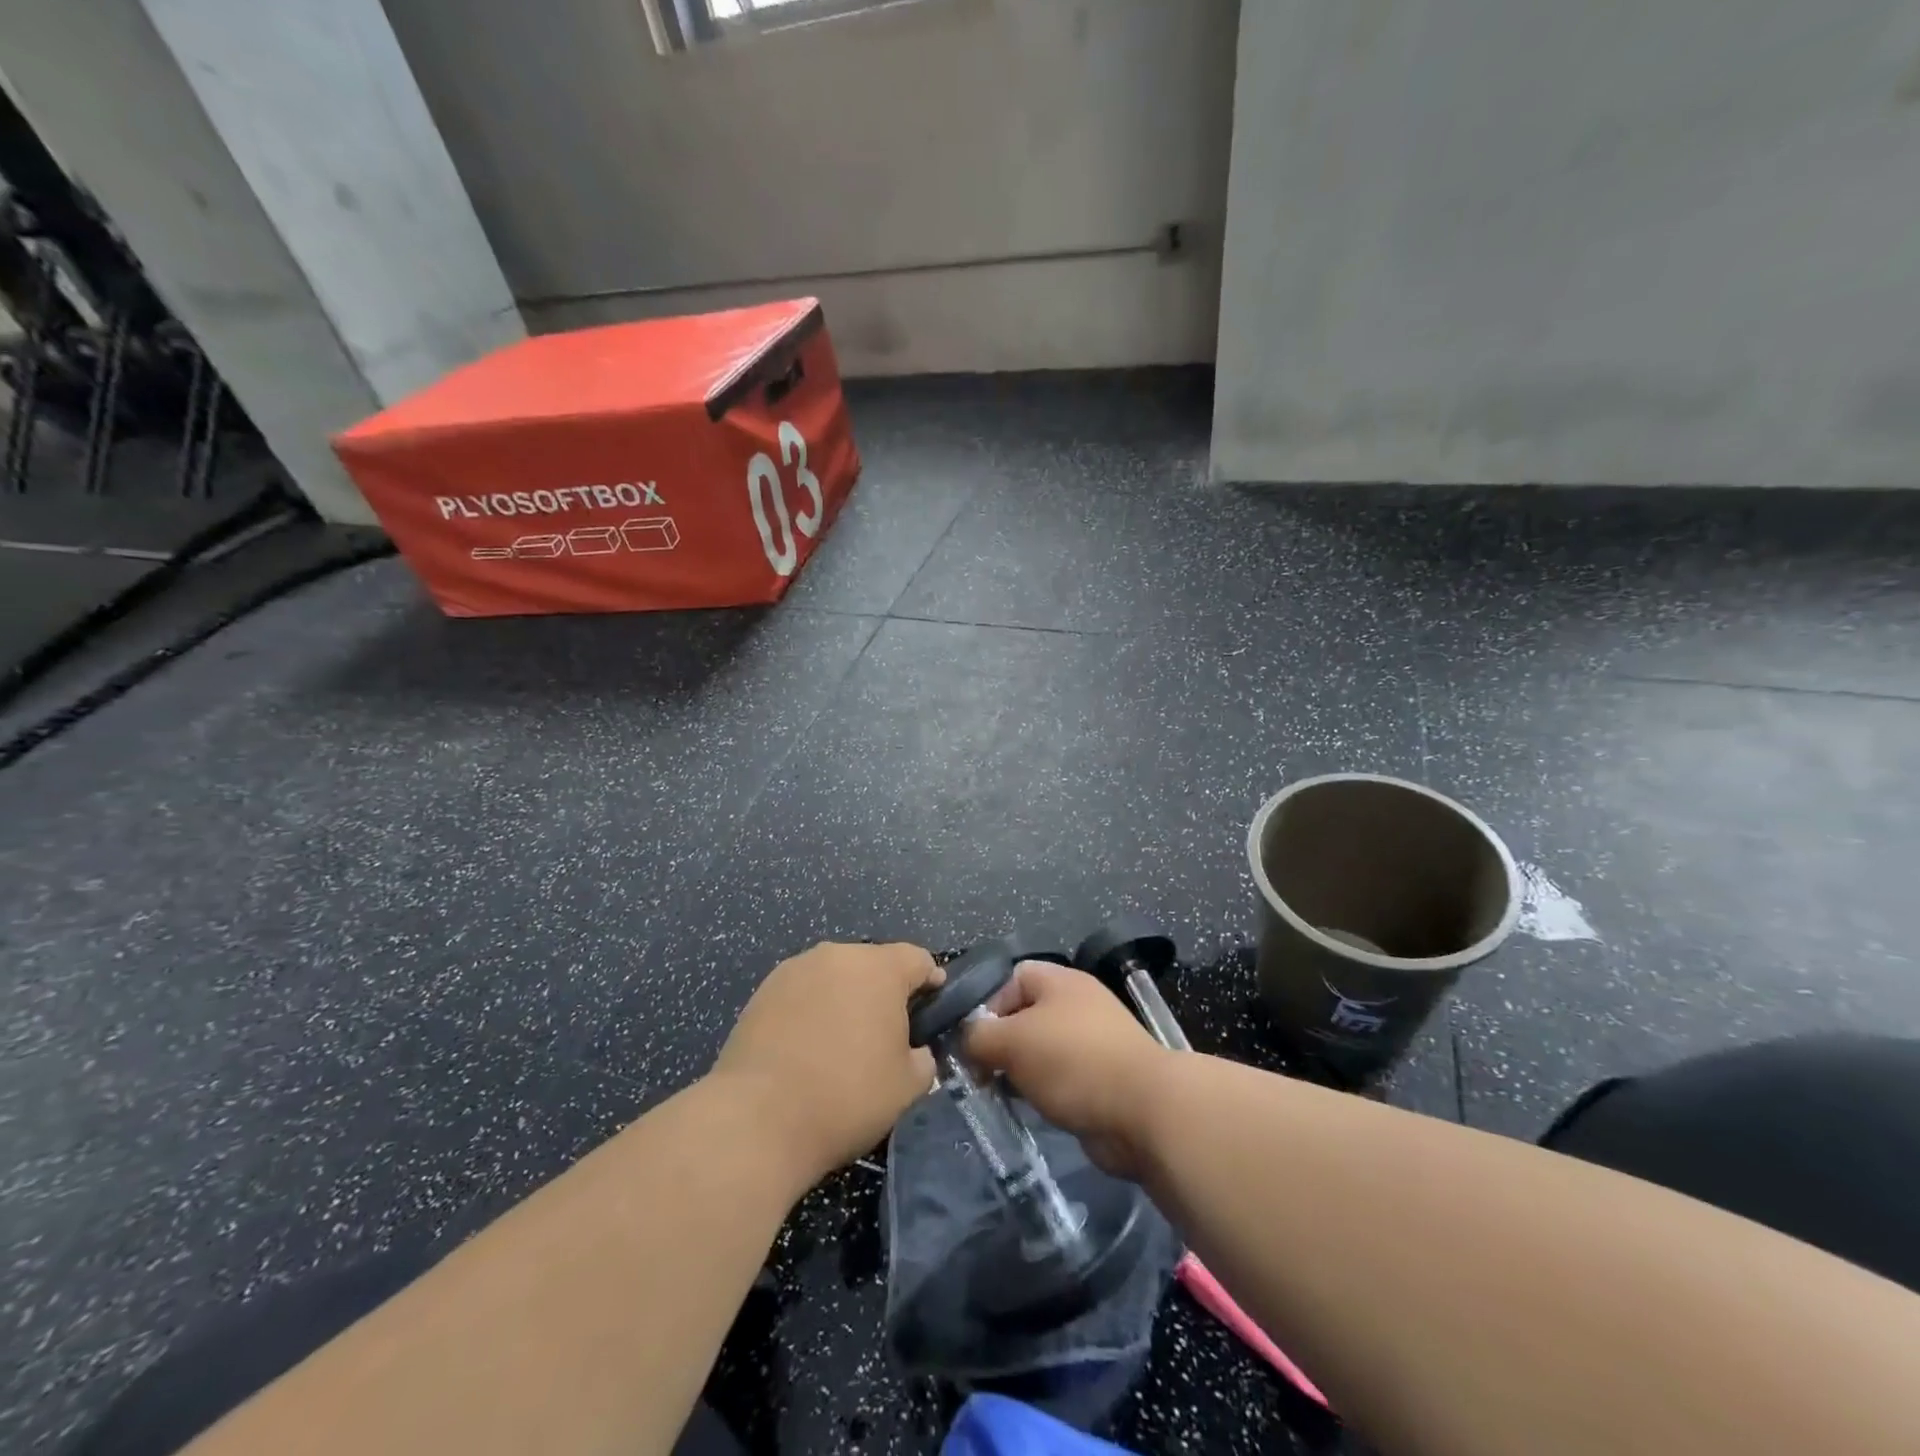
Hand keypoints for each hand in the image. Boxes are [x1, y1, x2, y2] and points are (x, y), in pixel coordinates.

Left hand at [711, 941, 943, 1182]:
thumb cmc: (846, 1097)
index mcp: (879, 968)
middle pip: (873, 963)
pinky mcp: (762, 991)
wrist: (758, 1119)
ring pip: (835, 976)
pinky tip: (808, 1047)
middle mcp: (837, 955)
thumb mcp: (908, 1086)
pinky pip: (802, 992)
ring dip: (845, 997)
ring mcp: (795, 969)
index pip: (918, 959)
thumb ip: (923, 1058)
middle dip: (885, 990)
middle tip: (888, 1032)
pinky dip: (812, 1009)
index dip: (931, 980)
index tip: (934, 1005)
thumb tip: (915, 1051)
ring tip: (843, 1040)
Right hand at [962, 962, 1169, 1178]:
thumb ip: (977, 1036)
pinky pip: (1059, 1078)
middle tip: (978, 1073)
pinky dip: (1041, 1091)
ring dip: (1017, 1071)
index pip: (1010, 978)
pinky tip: (1029, 1108)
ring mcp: (1091, 1043)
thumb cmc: (1072, 1061)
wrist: (1143, 1111)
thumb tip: (966, 1042)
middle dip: (999, 1043)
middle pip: (1023, 1015)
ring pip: (1039, 1050)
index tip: (972, 1040)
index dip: (986, 1005)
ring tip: (998, 1094)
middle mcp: (1076, 1004)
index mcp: (1059, 981)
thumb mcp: (1011, 1041)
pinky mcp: (1100, 1079)